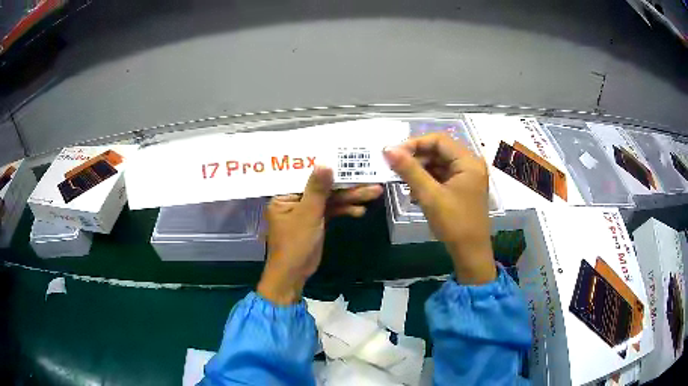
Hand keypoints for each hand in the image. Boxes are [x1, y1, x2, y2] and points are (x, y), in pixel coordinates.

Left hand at [257, 166, 382, 304]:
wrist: (294, 275)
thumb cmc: (295, 244)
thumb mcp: (307, 214)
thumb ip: (317, 189)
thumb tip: (325, 162)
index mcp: (285, 194)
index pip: (308, 175)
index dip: (329, 167)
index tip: (348, 159)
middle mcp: (295, 199)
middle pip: (323, 188)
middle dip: (347, 186)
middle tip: (370, 180)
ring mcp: (306, 210)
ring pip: (330, 199)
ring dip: (351, 198)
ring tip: (375, 192)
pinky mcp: (316, 221)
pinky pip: (331, 211)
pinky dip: (345, 210)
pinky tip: (361, 211)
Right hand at [384, 133, 495, 284]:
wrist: (470, 253)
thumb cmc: (454, 223)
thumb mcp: (430, 195)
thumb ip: (409, 170)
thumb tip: (388, 149)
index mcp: (468, 161)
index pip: (439, 140)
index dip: (415, 144)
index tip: (394, 154)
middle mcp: (470, 164)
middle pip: (439, 151)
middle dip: (417, 159)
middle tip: (396, 170)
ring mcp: (468, 177)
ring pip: (439, 164)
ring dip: (421, 172)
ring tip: (405, 185)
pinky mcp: (463, 188)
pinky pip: (442, 177)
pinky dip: (428, 182)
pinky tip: (415, 193)